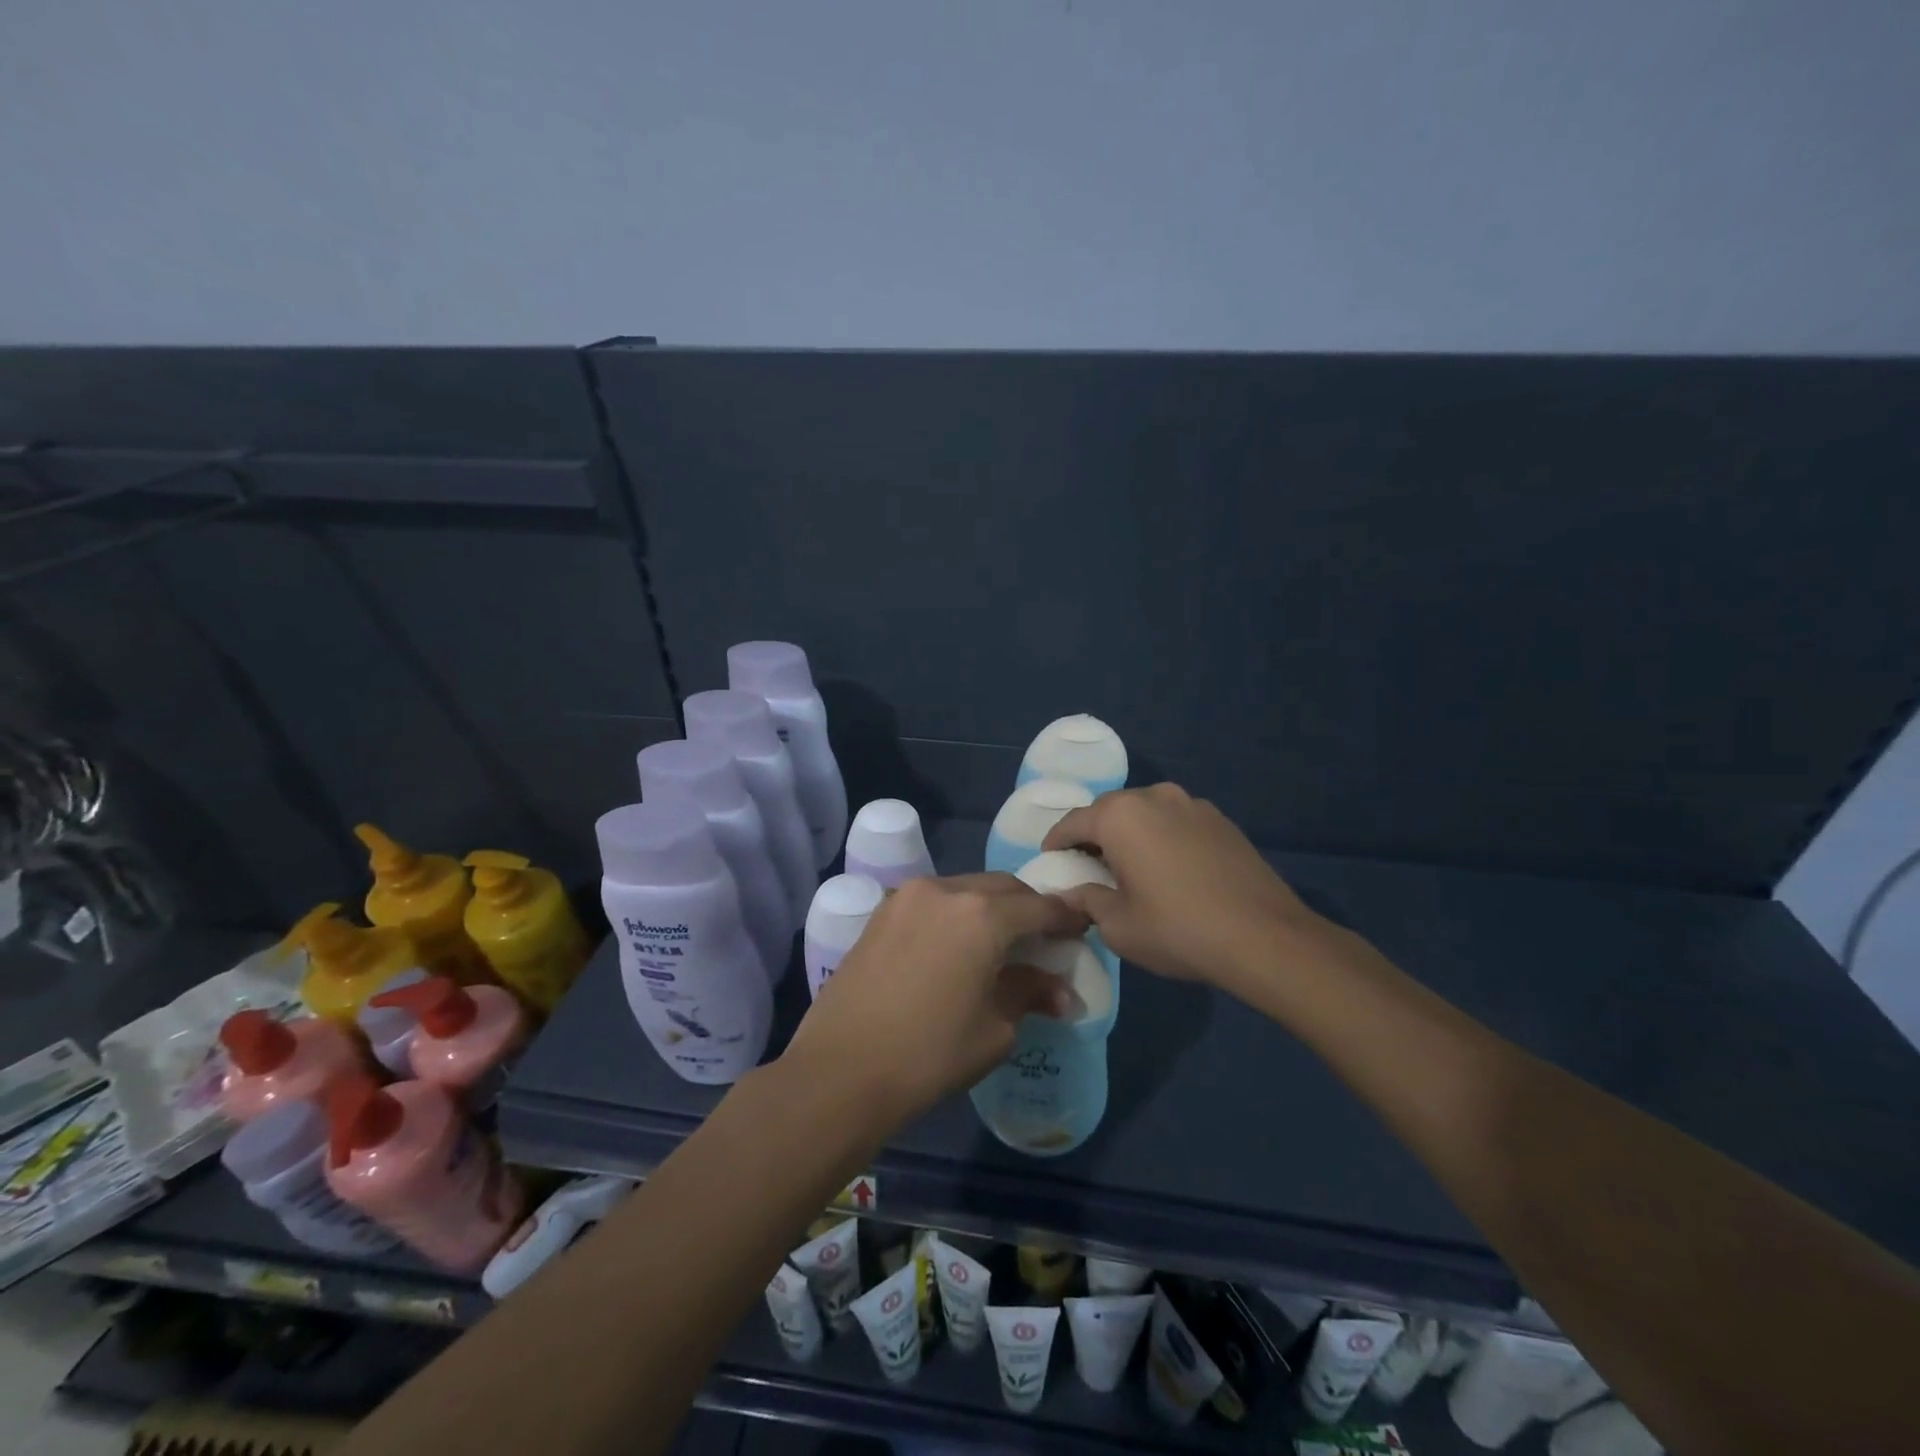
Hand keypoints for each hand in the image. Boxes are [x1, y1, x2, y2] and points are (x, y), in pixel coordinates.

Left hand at [782, 873, 1085, 1121]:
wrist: (841, 1069)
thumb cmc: (930, 1053)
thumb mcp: (994, 1029)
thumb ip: (1029, 994)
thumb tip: (1061, 992)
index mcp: (982, 914)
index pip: (1038, 907)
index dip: (1065, 917)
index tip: (1082, 928)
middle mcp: (945, 890)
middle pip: (1001, 888)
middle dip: (1028, 908)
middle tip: (1043, 937)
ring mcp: (907, 897)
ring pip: (964, 889)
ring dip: (990, 907)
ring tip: (1001, 941)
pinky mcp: (882, 912)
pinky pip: (933, 901)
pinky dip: (956, 913)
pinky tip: (958, 944)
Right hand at [1042, 783, 1326, 991]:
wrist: (1264, 937)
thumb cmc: (1178, 929)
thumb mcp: (1118, 926)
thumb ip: (1087, 900)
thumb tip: (1071, 892)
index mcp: (1120, 815)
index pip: (1073, 822)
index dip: (1056, 842)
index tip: (1049, 860)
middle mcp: (1154, 796)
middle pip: (1109, 811)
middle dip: (1094, 835)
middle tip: (1087, 866)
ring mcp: (1192, 804)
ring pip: (1145, 813)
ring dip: (1130, 834)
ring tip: (1130, 867)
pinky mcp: (1220, 820)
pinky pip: (1175, 822)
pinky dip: (1162, 838)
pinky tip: (1169, 869)